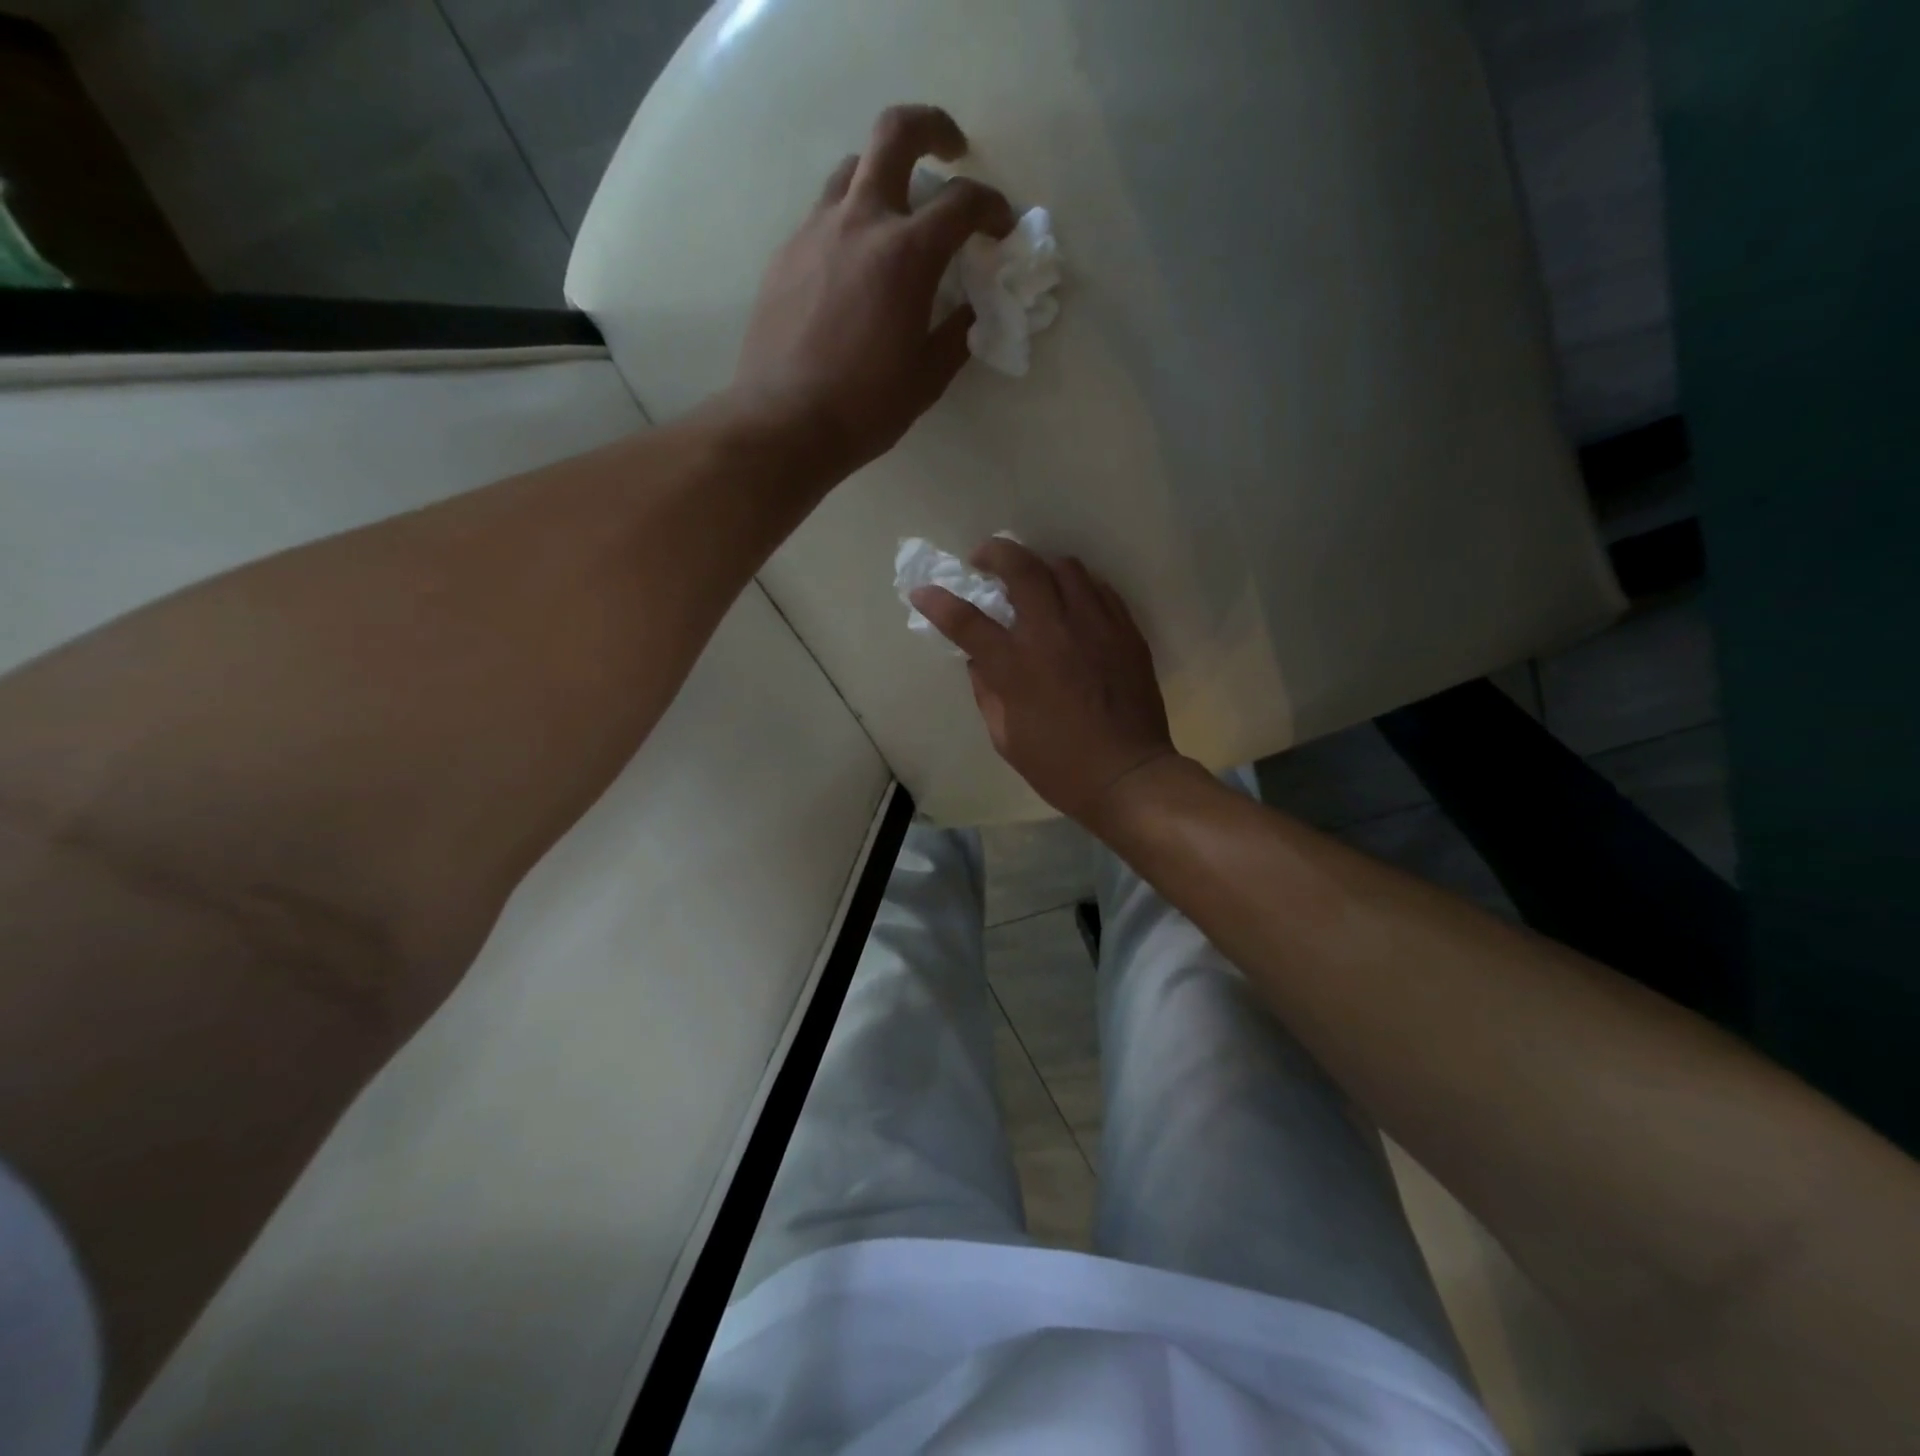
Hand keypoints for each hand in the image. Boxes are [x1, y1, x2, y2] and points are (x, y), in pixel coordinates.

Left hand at [732, 105, 1014, 477]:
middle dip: (933, 128)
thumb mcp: (927, 378)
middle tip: (951, 152)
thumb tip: (969, 311)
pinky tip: (854, 266)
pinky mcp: (786, 254)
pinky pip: (824, 216)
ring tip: (896, 216)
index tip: (1001, 226)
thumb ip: (955, 335)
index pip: (962, 202)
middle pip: (896, 133)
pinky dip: (850, 222)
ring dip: (884, 176)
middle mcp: (860, 222)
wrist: (785, 422)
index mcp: (906, 254)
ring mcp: (815, 232)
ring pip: (853, 170)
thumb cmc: (866, 407)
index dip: (992, 207)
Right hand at [910, 539, 1179, 823]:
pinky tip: (1072, 601)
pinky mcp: (1126, 631)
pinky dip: (1078, 586)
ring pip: (1066, 568)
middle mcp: (1054, 633)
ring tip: (1034, 579)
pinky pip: (1100, 589)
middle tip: (984, 558)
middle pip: (1022, 568)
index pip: (967, 620)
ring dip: (1041, 566)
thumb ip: (987, 691)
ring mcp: (1095, 626)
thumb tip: (980, 660)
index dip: (939, 602)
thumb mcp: (1006, 738)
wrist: (1128, 776)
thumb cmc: (1060, 766)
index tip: (923, 591)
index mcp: (1017, 666)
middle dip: (996, 553)